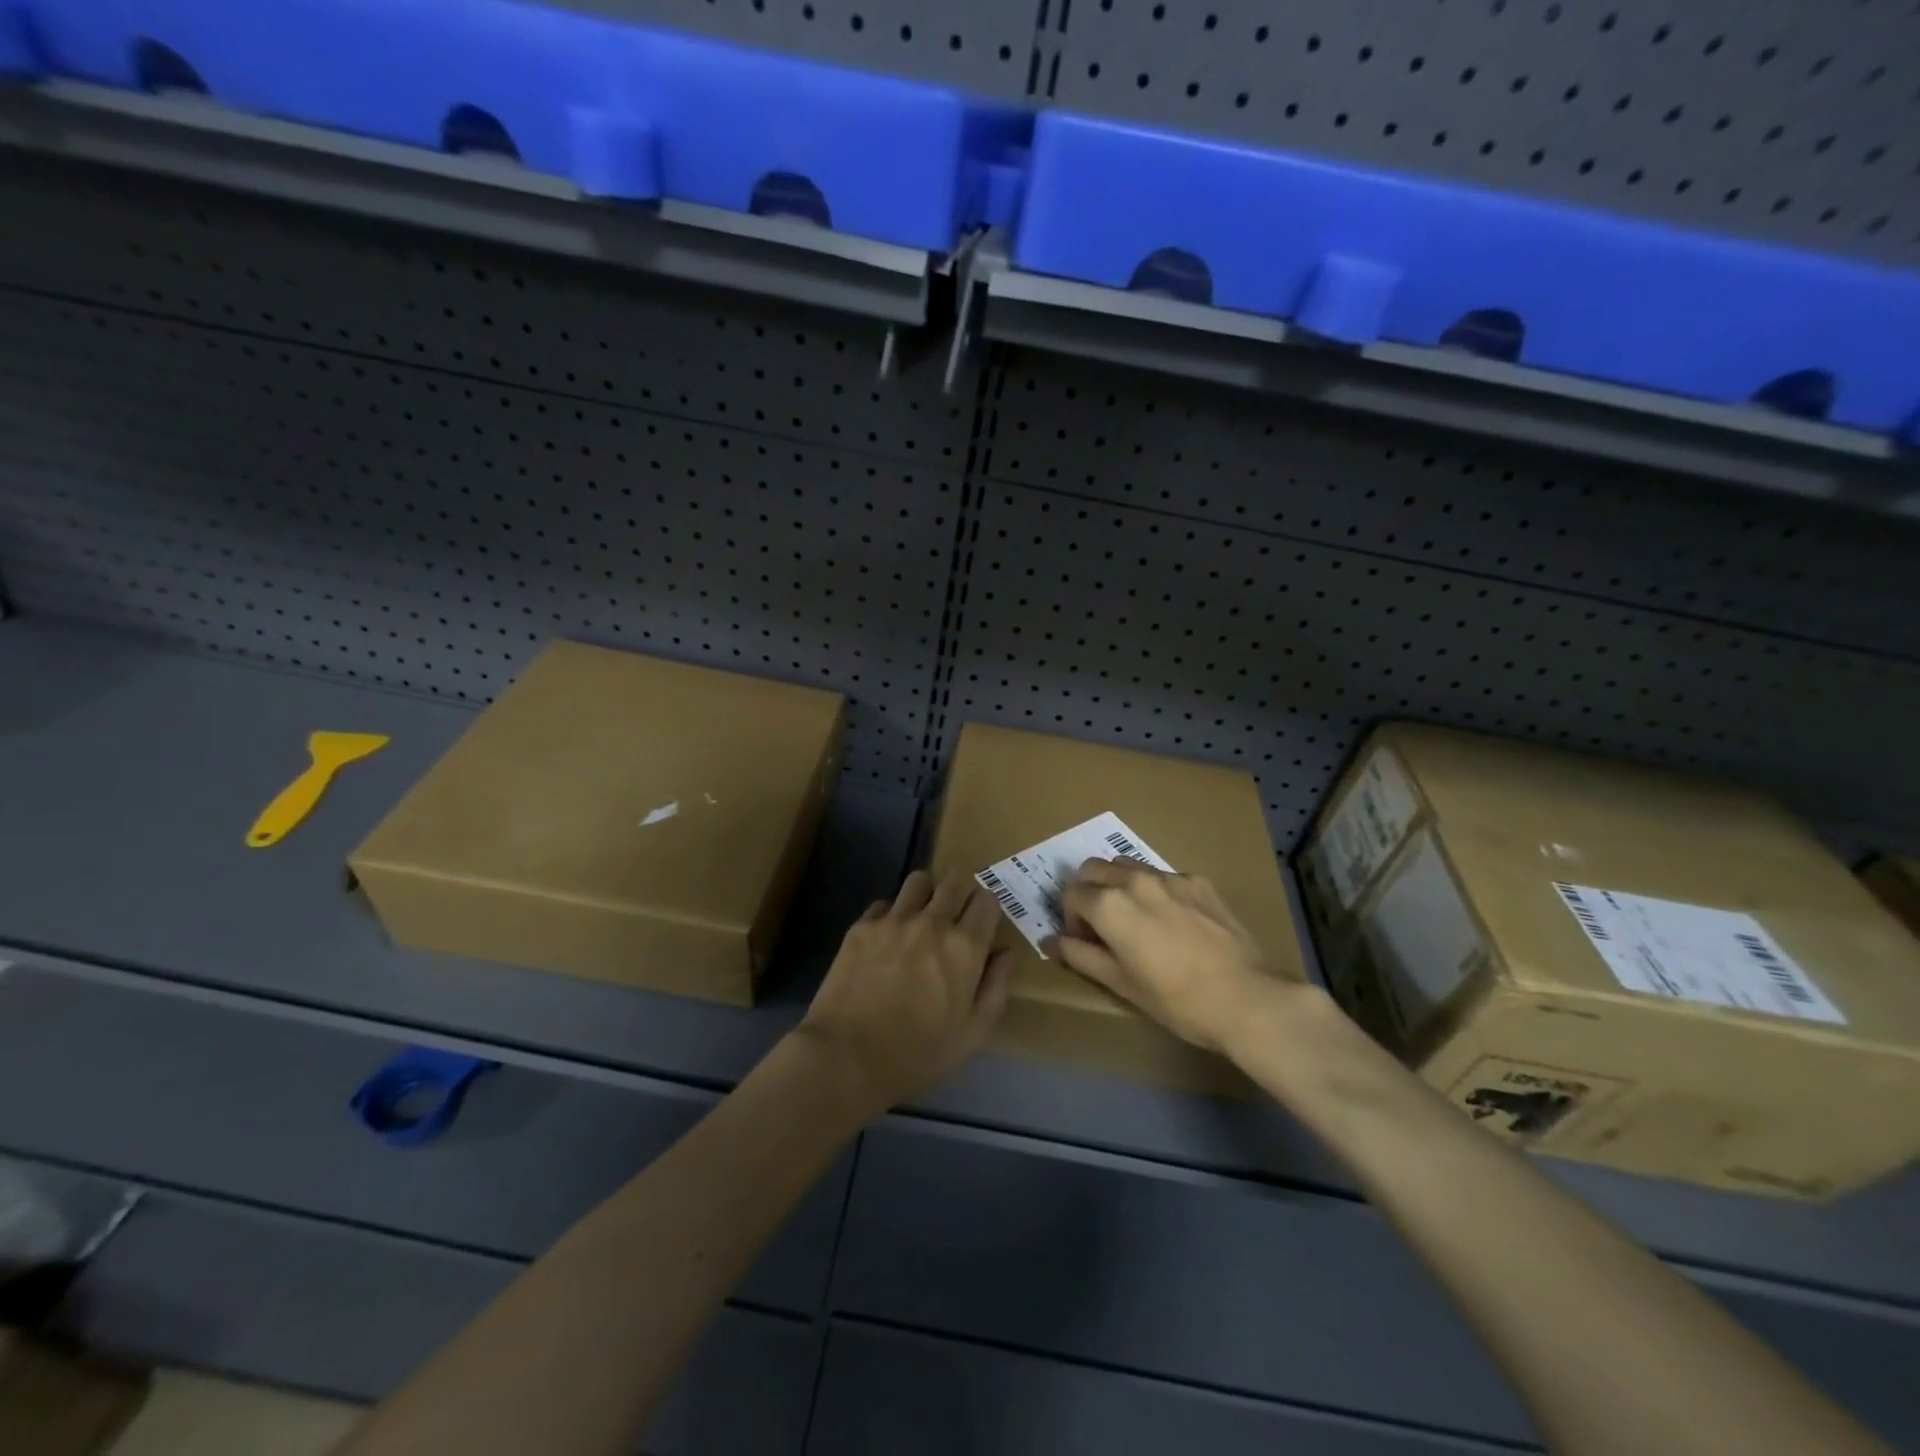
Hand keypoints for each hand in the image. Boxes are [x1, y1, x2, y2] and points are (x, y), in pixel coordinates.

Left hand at [796, 869, 1012, 1116]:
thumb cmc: (918, 1054)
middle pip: (954, 879)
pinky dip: (891, 914)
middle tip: (955, 914)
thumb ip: (995, 988)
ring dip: (926, 893)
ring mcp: (893, 920)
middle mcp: (932, 923)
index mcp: (965, 947)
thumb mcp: (973, 1033)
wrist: (848, 1056)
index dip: (988, 908)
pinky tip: (887, 938)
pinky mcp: (862, 927)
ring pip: (918, 880)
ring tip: (921, 915)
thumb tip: (1006, 954)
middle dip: (960, 891)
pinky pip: (883, 904)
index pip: (988, 900)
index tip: (982, 923)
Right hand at [1054, 858, 1289, 1054]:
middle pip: (1093, 868)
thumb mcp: (1121, 984)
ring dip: (1118, 885)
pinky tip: (1172, 922)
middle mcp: (1135, 880)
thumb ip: (1080, 956)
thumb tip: (1050, 941)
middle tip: (1102, 926)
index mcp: (1110, 904)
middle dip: (1088, 892)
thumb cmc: (1176, 1000)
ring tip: (1135, 919)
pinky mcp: (1199, 881)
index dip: (1070, 919)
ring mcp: (1170, 877)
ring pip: (1127, 866)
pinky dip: (1154, 890)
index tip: (1085, 942)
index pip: (1070, 893)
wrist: (1247, 998)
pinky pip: (1163, 876)